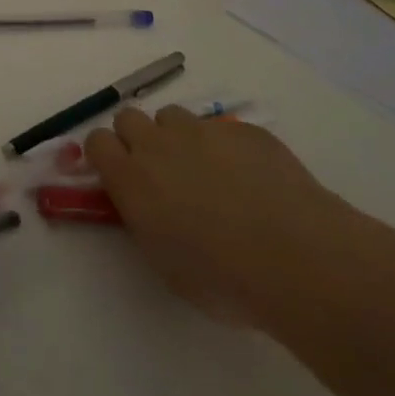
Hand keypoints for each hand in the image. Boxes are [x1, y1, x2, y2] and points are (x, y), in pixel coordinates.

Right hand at [84, 107, 343, 321]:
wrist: (298, 259)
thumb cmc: (224, 278)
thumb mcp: (165, 263)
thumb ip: (144, 221)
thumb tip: (145, 205)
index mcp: (131, 178)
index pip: (96, 142)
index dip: (106, 156)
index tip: (120, 176)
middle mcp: (158, 143)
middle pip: (128, 118)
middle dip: (138, 139)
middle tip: (161, 173)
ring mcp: (201, 130)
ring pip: (172, 116)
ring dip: (178, 138)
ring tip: (207, 173)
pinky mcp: (242, 129)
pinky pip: (220, 128)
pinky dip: (224, 147)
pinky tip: (251, 180)